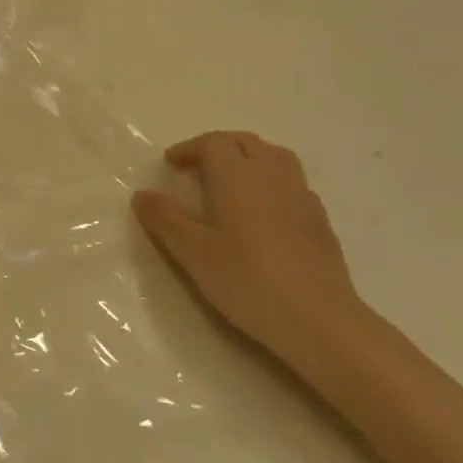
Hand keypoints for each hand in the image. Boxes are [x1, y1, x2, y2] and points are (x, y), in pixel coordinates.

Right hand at [132, 132, 366, 361]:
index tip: (171, 165)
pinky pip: (293, 183)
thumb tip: (142, 194)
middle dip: (218, 147)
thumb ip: (166, 219)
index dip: (190, 148)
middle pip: (246, 142)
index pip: (213, 143)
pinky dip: (272, 181)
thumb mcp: (193, 252)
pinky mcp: (320, 220)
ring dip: (249, 157)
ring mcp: (301, 196)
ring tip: (231, 181)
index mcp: (238, 177)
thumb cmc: (247, 280)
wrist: (318, 320)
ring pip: (275, 156)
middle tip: (196, 168)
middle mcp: (272, 176)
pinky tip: (264, 210)